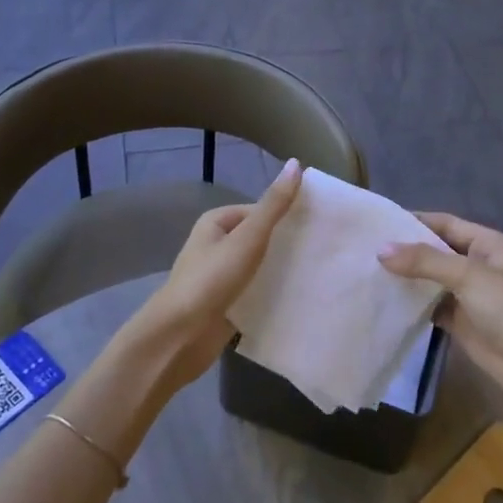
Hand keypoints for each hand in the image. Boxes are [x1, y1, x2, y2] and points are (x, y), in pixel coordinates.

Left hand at [131, 159, 302, 389]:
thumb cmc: (211, 280)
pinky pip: (257, 292)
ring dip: (283, 270)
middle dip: (287, 244)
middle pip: (261, 238)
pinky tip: (300, 296)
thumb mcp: (248, 238)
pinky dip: (274, 293)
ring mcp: (222, 277)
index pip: (260, 211)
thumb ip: (274, 204)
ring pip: (260, 267)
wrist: (179, 338)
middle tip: (323, 249)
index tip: (319, 225)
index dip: (287, 215)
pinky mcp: (227, 305)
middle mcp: (217, 246)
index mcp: (217, 223)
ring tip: (319, 271)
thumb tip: (296, 163)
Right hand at [380, 214, 502, 405]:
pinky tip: (387, 299)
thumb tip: (381, 250)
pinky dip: (413, 302)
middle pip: (437, 250)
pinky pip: (432, 304)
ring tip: (371, 269)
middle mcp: (478, 264)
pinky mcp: (461, 319)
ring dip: (408, 276)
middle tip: (369, 246)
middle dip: (408, 249)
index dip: (417, 221)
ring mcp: (469, 293)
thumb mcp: (467, 275)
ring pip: (432, 278)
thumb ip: (425, 261)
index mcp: (488, 244)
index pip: (446, 223)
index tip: (382, 221)